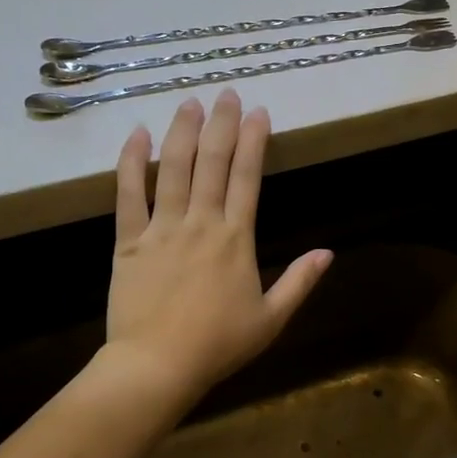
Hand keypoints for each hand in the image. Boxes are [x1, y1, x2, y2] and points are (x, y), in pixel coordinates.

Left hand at [107, 92, 331, 405]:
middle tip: (226, 93)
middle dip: (221, 124)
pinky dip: (131, 163)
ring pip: (173, 169)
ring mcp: (162, 228)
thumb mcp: (271, 319)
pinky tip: (137, 135)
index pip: (247, 178)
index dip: (253, 142)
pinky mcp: (129, 240)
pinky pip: (128, 194)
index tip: (258, 112)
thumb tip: (328, 252)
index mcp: (236, 239)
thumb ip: (299, 282)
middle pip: (212, 163)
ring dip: (182, 132)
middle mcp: (200, 223)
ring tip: (189, 102)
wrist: (157, 364)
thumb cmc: (218, 345)